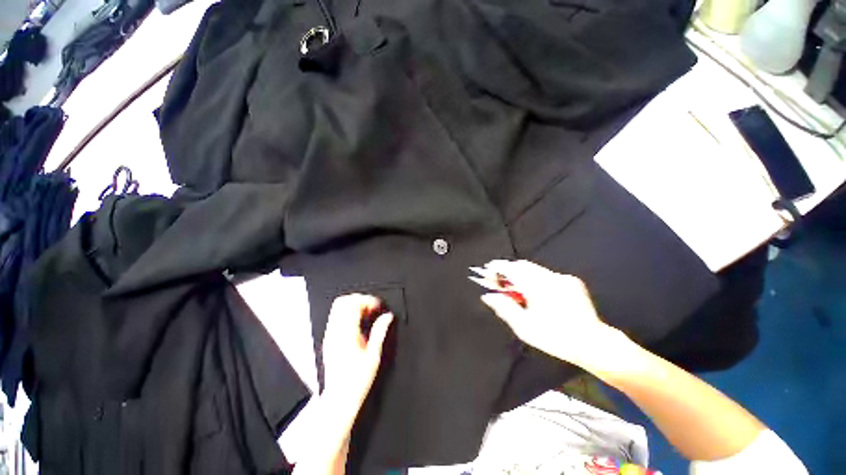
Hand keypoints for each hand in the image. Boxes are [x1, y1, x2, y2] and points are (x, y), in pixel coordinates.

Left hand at [321, 294, 393, 409]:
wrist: (339, 398)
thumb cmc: (356, 381)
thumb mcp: (374, 355)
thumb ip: (380, 331)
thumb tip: (387, 316)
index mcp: (346, 334)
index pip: (353, 304)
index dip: (367, 300)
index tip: (378, 306)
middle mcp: (335, 332)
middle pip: (343, 301)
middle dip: (360, 300)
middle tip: (373, 308)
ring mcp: (330, 335)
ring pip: (338, 307)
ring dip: (354, 305)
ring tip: (367, 315)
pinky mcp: (329, 339)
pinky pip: (336, 316)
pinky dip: (348, 313)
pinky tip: (359, 323)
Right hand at [478, 260, 622, 369]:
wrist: (593, 343)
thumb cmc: (555, 338)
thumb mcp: (524, 327)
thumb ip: (504, 308)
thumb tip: (488, 296)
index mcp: (538, 288)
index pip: (512, 269)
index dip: (497, 267)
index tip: (487, 269)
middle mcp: (550, 278)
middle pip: (522, 265)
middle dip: (508, 270)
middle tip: (499, 281)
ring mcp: (563, 278)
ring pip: (534, 269)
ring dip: (520, 274)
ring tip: (514, 288)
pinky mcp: (571, 281)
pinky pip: (546, 274)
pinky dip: (534, 278)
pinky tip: (534, 292)